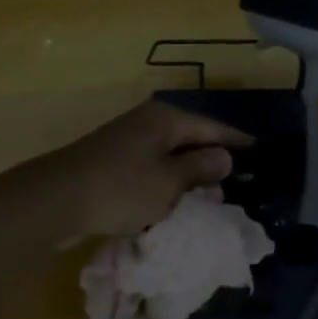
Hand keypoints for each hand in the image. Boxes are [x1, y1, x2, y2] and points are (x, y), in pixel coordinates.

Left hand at [41, 99, 253, 239]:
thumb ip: (200, 168)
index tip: (261, 152)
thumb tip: (224, 156)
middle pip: (190, 137)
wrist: (57, 199)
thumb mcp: (170, 181)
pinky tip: (174, 199)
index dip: (237, 141)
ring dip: (188, 173)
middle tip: (240, 178)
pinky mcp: (111, 161)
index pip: (212, 127)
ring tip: (213, 192)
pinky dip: (165, 181)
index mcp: (166, 119)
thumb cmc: (121, 187)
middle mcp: (147, 122)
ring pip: (169, 154)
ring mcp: (126, 140)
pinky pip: (150, 168)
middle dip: (212, 157)